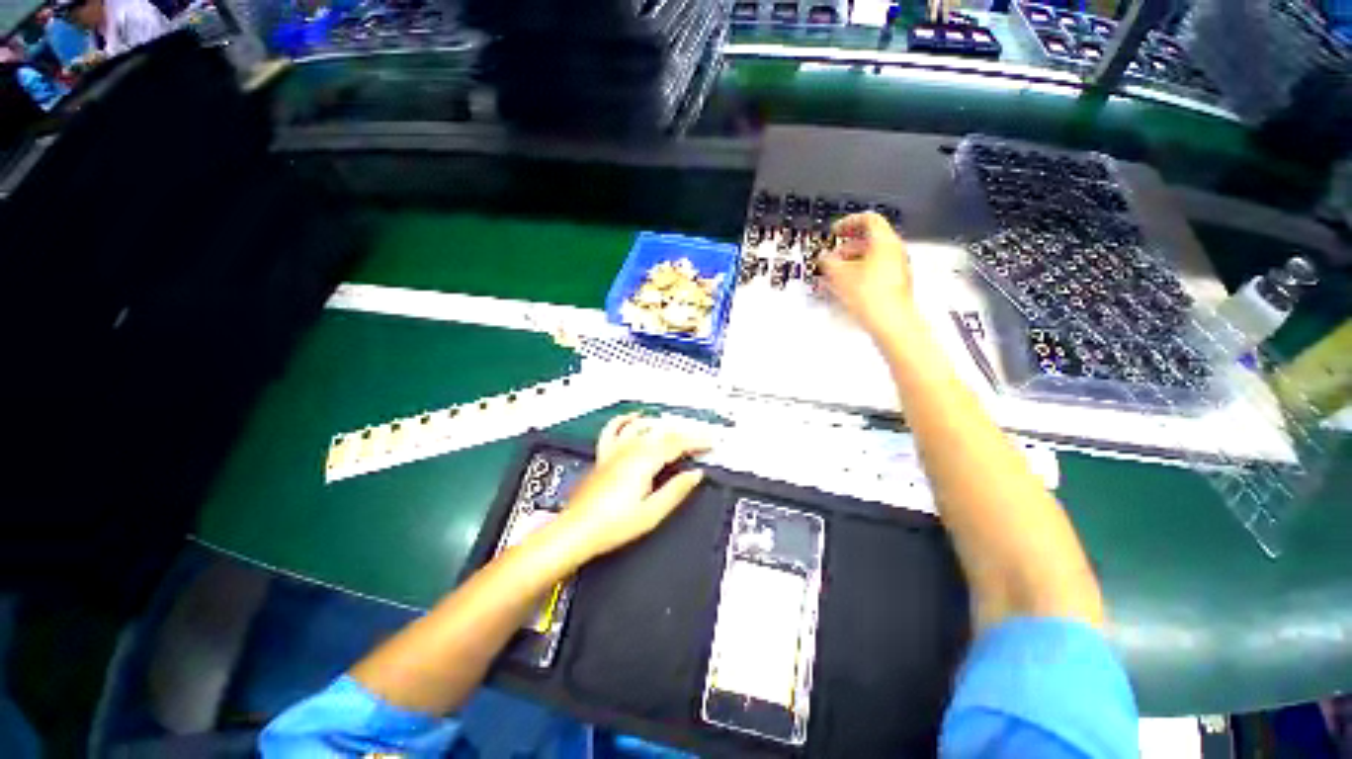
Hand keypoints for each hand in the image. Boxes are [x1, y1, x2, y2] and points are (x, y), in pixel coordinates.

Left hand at [554, 413, 710, 559]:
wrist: (577, 531)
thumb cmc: (611, 525)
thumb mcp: (651, 513)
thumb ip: (676, 490)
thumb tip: (695, 475)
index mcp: (643, 462)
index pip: (677, 444)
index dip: (696, 441)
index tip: (710, 443)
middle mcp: (629, 451)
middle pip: (663, 433)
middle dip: (686, 433)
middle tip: (701, 437)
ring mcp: (615, 451)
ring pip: (644, 427)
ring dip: (664, 425)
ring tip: (678, 427)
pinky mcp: (604, 456)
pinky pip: (614, 429)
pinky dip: (626, 419)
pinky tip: (635, 416)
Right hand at [821, 212, 916, 337]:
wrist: (891, 322)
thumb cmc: (870, 295)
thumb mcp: (840, 275)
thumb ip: (829, 262)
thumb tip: (825, 258)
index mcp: (885, 241)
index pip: (868, 219)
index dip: (848, 222)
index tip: (835, 231)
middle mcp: (895, 251)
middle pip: (870, 240)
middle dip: (847, 248)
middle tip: (831, 258)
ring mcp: (898, 269)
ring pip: (872, 258)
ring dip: (852, 263)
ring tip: (835, 277)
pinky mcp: (896, 285)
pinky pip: (876, 273)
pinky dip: (860, 275)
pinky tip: (847, 289)